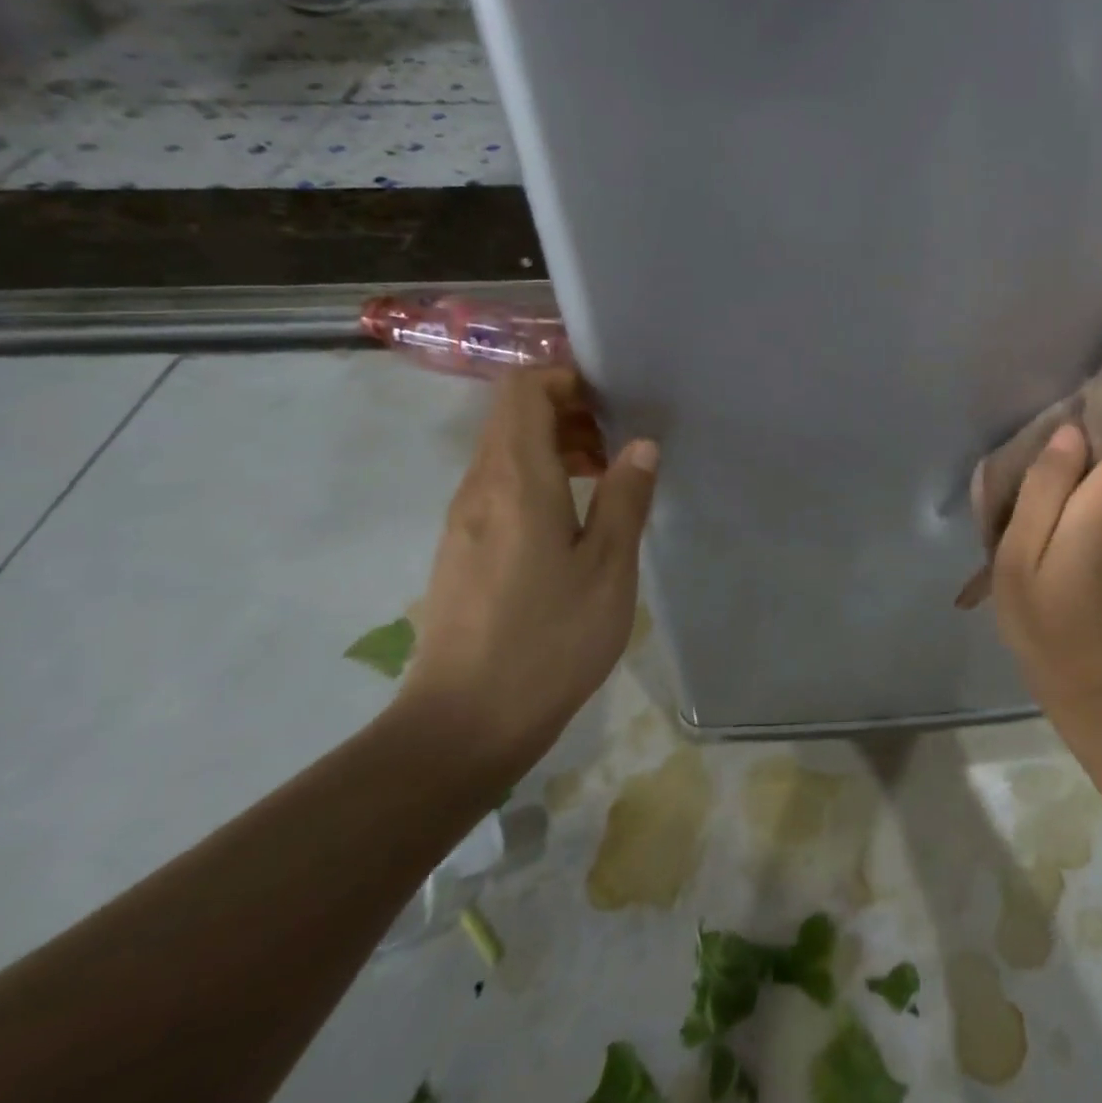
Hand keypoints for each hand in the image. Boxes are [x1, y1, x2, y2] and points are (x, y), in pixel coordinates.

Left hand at [399, 369, 658, 784]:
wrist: (463, 724)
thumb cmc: (548, 640)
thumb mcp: (607, 568)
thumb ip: (624, 498)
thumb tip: (640, 445)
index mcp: (515, 480)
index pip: (523, 390)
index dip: (566, 378)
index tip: (614, 399)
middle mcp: (479, 487)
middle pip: (513, 415)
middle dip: (569, 411)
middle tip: (621, 443)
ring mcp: (463, 519)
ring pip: (507, 451)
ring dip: (556, 447)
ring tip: (608, 479)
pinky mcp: (461, 548)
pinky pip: (500, 486)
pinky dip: (539, 479)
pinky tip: (575, 520)